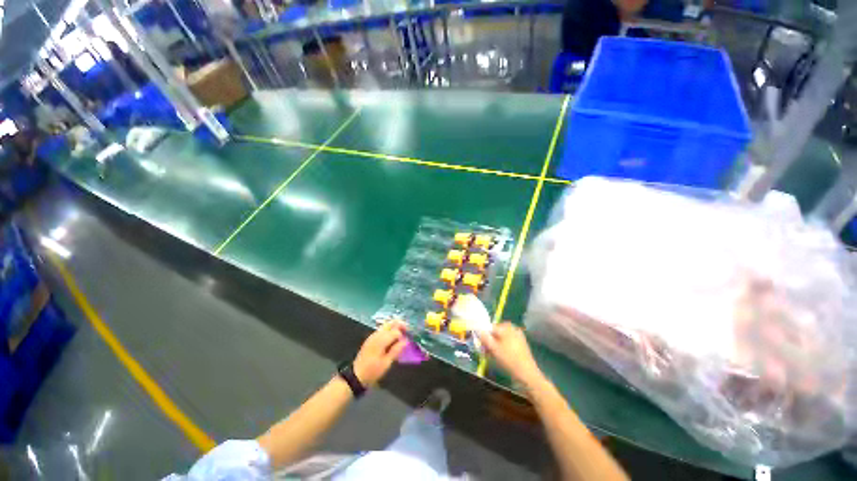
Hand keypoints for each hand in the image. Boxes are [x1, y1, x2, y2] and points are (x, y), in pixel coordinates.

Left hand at [353, 320, 407, 385]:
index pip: (396, 331)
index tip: (409, 340)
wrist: (355, 376)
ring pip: (386, 325)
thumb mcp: (386, 363)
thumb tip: (406, 341)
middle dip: (400, 324)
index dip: (403, 334)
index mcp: (381, 340)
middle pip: (390, 323)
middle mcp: (376, 334)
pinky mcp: (370, 339)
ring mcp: (372, 336)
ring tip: (402, 334)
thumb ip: (396, 350)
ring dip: (395, 327)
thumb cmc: (372, 372)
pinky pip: (382, 330)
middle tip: (408, 330)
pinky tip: (393, 338)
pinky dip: (389, 330)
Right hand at [478, 322, 545, 388]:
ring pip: (502, 338)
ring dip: (495, 345)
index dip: (484, 335)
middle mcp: (512, 329)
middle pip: (496, 332)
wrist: (527, 374)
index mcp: (506, 327)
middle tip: (485, 351)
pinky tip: (500, 356)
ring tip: (491, 355)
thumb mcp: (494, 348)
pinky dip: (502, 347)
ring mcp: (518, 337)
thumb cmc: (509, 360)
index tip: (480, 345)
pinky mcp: (521, 345)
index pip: (490, 327)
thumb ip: (485, 338)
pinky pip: (508, 343)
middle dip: (490, 340)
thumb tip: (478, 330)